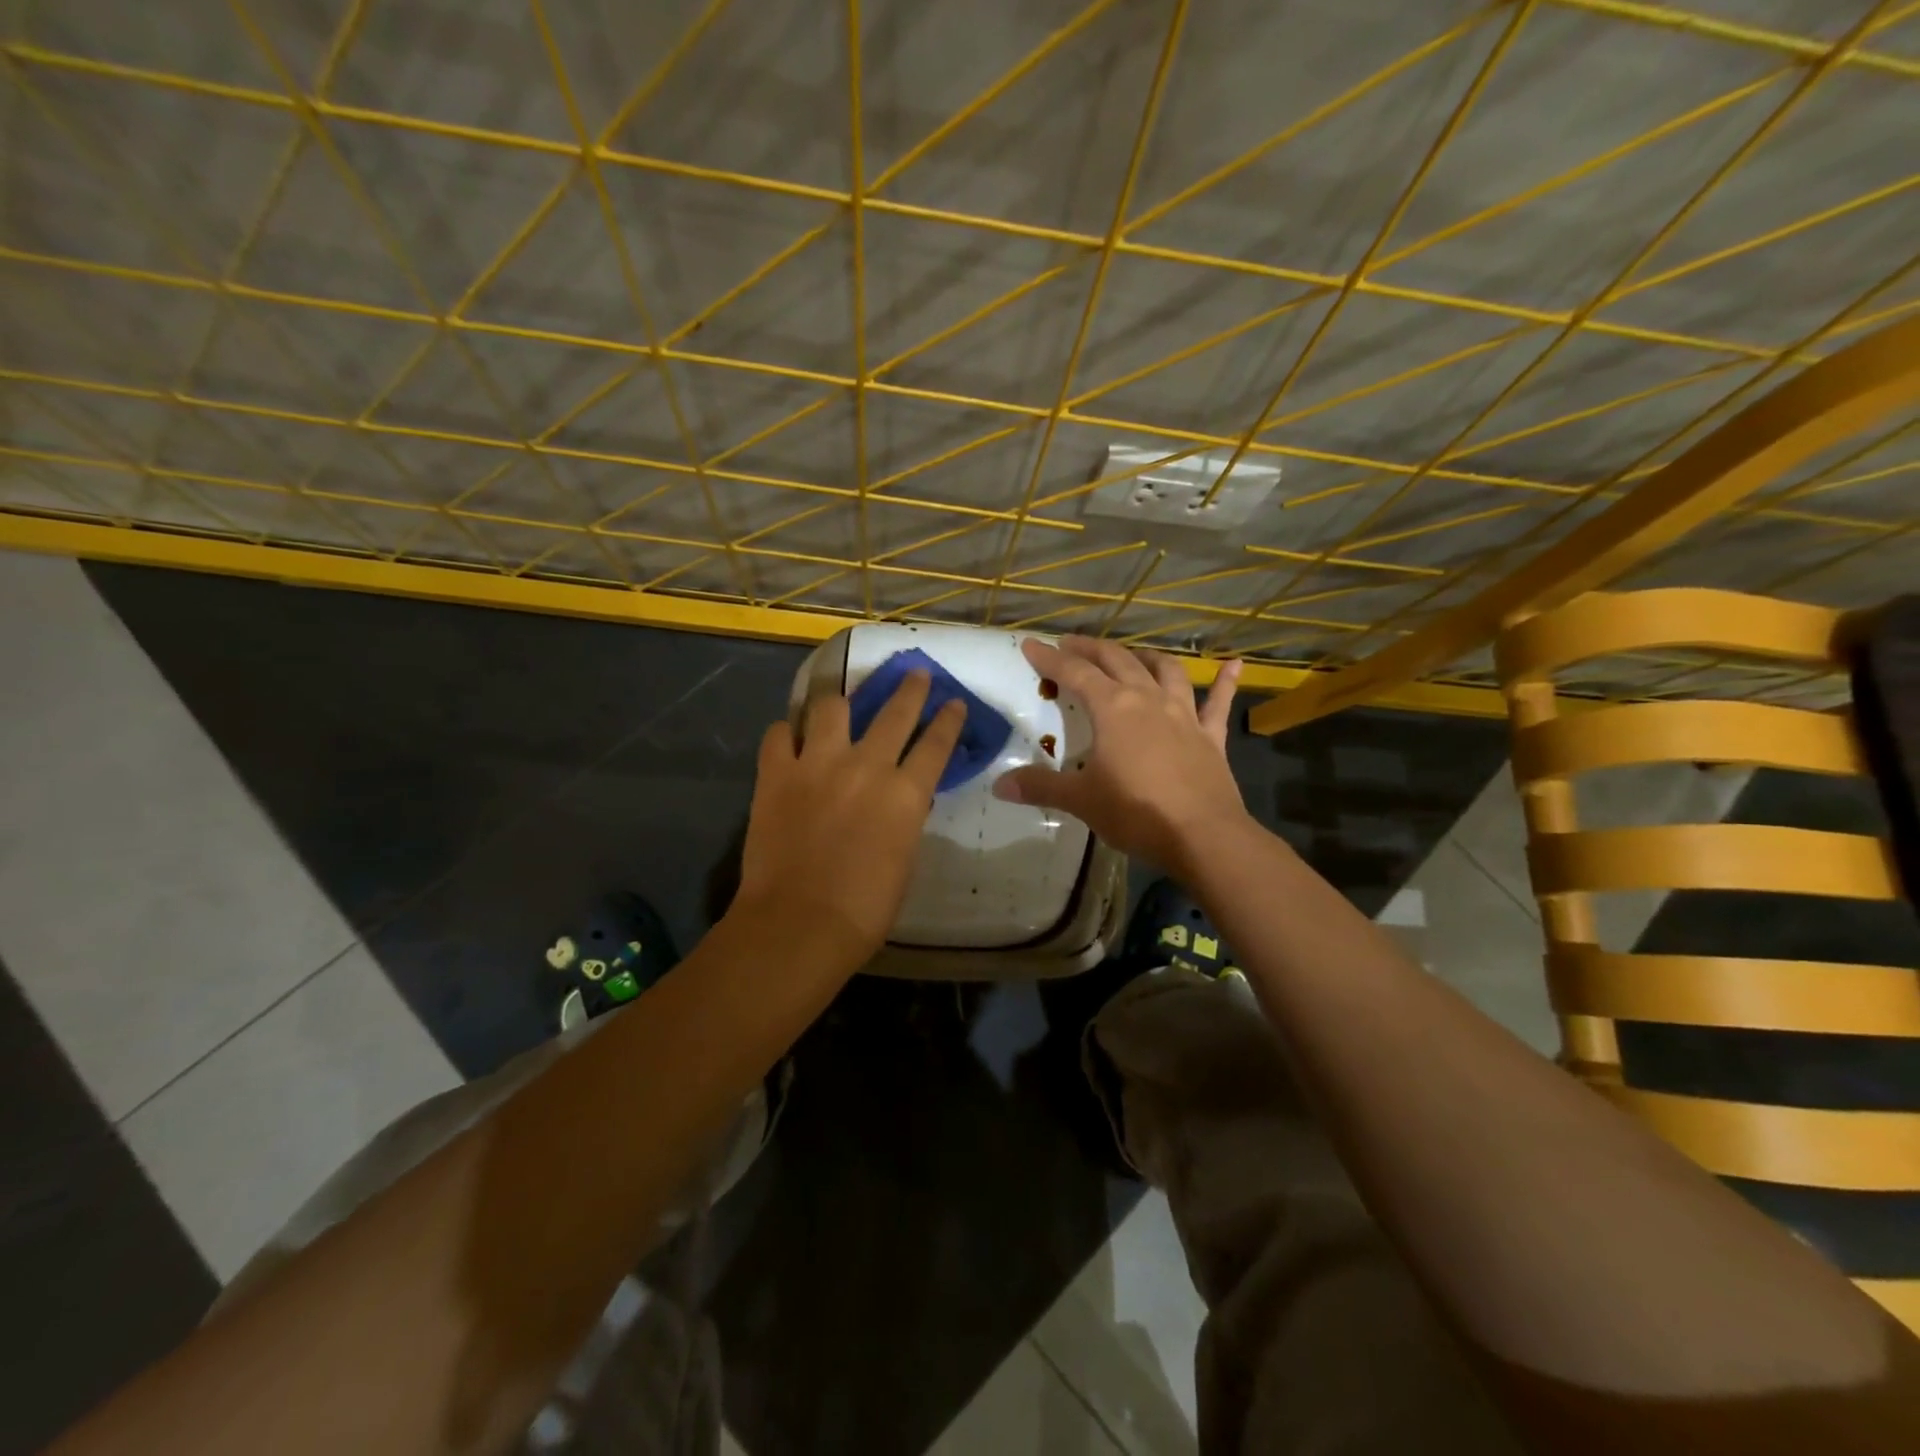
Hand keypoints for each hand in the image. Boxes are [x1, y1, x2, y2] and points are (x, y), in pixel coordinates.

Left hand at [733, 670, 965, 970]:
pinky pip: (779, 734)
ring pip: (832, 706)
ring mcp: (817, 764)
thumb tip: (900, 799)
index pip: (936, 743)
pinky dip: (788, 732)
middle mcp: (866, 766)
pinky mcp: (776, 773)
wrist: (799, 923)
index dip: (948, 719)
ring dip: (840, 700)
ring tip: (839, 700)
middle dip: (910, 688)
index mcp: (906, 794)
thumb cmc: (864, 908)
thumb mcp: (904, 859)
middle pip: (894, 712)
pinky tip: (791, 737)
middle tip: (915, 673)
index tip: (954, 702)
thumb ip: (904, 819)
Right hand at [994, 637, 1246, 872]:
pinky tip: (1234, 664)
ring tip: (1131, 655)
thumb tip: (999, 785)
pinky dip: (1226, 681)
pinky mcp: (1210, 736)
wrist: (1203, 835)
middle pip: (1117, 661)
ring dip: (1145, 657)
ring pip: (1165, 671)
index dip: (1050, 658)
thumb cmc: (1136, 813)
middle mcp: (1148, 700)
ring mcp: (1184, 714)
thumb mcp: (1081, 800)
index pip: (1075, 673)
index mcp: (1113, 709)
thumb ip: (1041, 787)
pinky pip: (1218, 702)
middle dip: (1091, 649)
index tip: (1030, 645)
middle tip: (1071, 643)